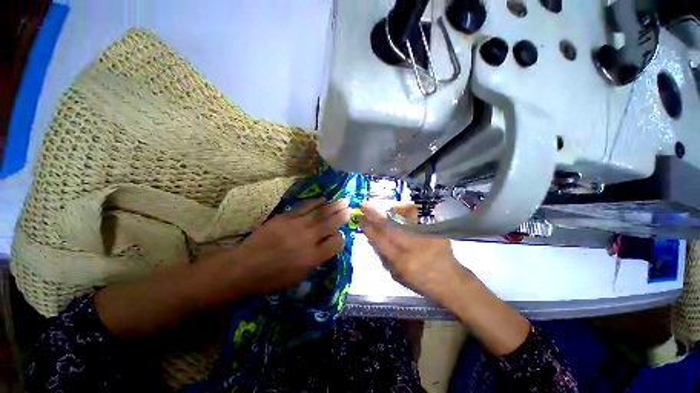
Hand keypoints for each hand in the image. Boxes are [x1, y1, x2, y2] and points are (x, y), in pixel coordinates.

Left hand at [230, 198, 349, 295]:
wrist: (244, 267)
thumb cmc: (271, 278)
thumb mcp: (299, 277)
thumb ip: (316, 259)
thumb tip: (327, 245)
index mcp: (313, 258)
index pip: (336, 243)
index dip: (340, 238)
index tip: (340, 235)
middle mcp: (308, 240)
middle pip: (330, 224)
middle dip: (342, 215)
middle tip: (350, 208)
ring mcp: (296, 227)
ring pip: (320, 213)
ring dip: (333, 206)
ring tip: (343, 200)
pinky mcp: (285, 218)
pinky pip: (304, 207)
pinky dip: (315, 202)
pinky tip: (322, 199)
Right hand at [359, 202, 465, 299]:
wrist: (451, 280)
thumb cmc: (420, 282)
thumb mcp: (397, 275)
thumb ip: (383, 257)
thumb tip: (371, 238)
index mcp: (400, 261)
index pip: (379, 240)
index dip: (367, 227)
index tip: (359, 217)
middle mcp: (412, 247)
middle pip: (388, 226)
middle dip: (374, 214)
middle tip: (364, 205)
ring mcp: (424, 237)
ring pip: (402, 218)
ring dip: (389, 210)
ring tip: (383, 205)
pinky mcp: (434, 231)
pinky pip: (416, 218)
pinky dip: (405, 211)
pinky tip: (400, 207)